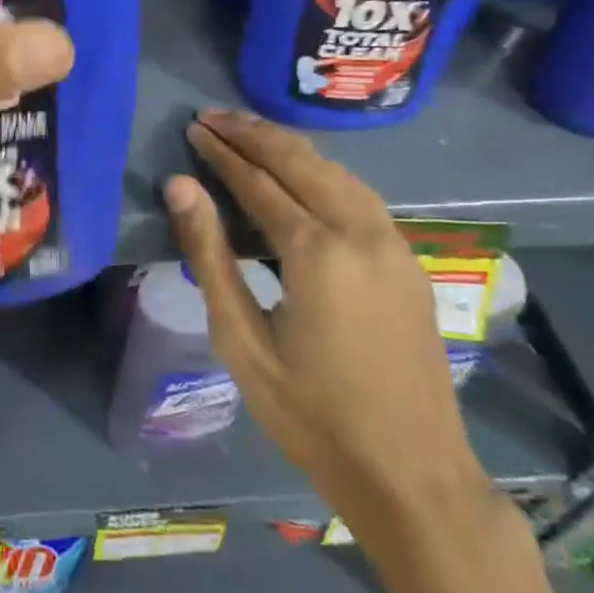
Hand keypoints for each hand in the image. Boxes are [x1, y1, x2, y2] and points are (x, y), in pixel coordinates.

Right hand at [165, 109, 493, 532]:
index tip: (194, 128)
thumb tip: (179, 186)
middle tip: (212, 116)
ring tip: (248, 131)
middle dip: (253, 133)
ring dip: (288, 146)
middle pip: (300, 161)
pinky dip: (321, 170)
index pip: (258, 181)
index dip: (222, 152)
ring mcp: (392, 243)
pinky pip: (358, 193)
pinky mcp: (407, 259)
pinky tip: (302, 172)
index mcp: (317, 252)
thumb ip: (209, 256)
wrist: (414, 476)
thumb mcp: (242, 342)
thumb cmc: (313, 416)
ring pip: (335, 170)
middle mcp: (360, 231)